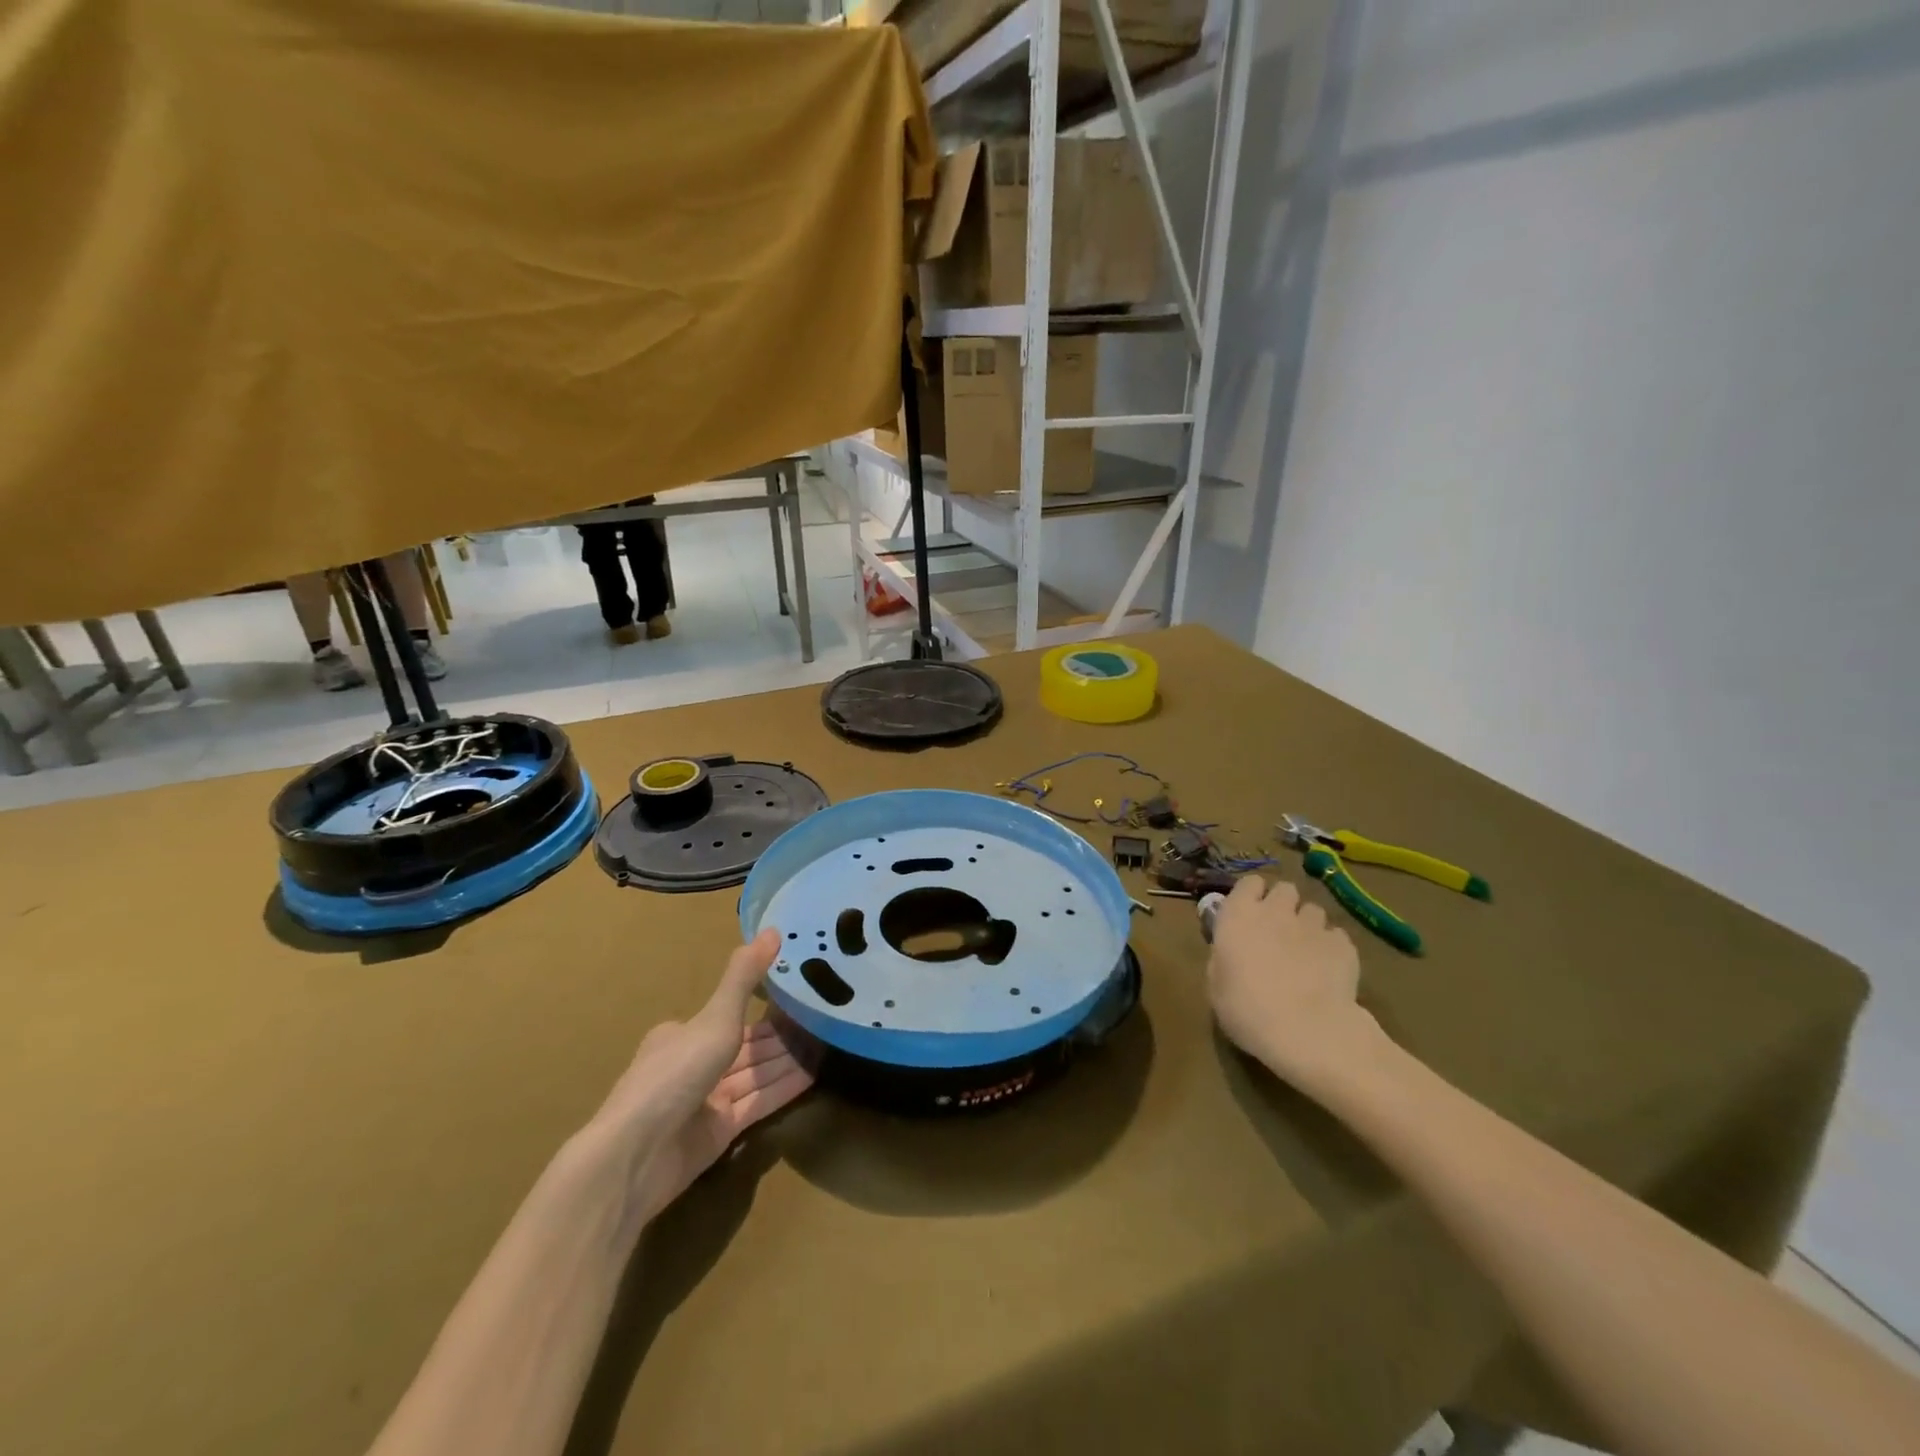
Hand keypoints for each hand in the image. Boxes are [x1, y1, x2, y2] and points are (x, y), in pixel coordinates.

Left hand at [585, 929, 812, 1229]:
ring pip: (755, 1073)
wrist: (638, 1155)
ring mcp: (707, 1101)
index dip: (765, 1007)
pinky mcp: (720, 1132)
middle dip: (782, 1036)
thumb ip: (745, 977)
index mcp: (683, 1035)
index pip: (730, 1016)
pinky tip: (814, 1074)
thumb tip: (773, 929)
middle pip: (747, 1047)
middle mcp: (694, 1064)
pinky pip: (758, 1102)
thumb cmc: (674, 1074)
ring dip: (787, 1060)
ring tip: (828, 1044)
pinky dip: (783, 1087)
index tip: (799, 995)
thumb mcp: (715, 1018)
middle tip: (825, 1019)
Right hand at [1207, 875, 1373, 1086]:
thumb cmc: (1248, 1010)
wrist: (1307, 1031)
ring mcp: (1313, 925)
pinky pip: (1336, 936)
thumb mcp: (1216, 987)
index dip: (1251, 896)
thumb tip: (1230, 952)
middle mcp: (1276, 911)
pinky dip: (1332, 947)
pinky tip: (1328, 969)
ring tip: (1306, 951)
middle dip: (1283, 904)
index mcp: (1238, 915)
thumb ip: (1223, 958)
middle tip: (1278, 931)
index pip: (1248, 882)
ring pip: (1313, 910)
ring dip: (1307, 924)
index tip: (1249, 914)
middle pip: (1284, 889)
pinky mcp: (1344, 945)